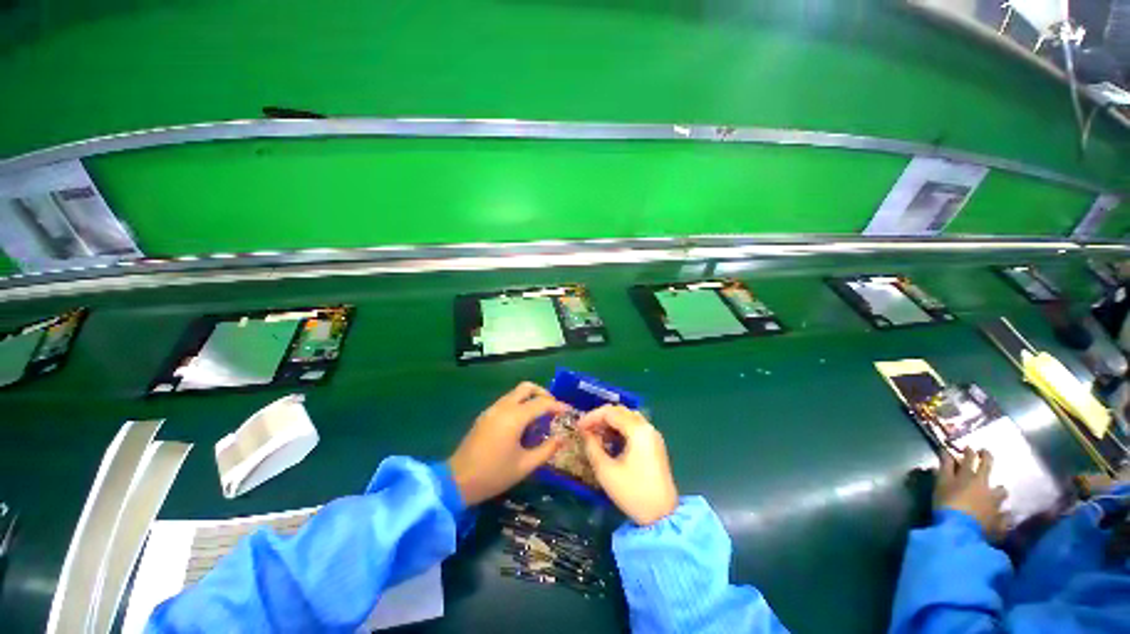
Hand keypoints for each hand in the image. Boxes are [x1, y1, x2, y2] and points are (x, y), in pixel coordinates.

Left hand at [448, 382, 568, 504]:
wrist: (456, 481)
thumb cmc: (494, 474)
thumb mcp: (525, 465)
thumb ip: (547, 449)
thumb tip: (562, 438)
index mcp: (515, 417)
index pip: (542, 403)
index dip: (557, 405)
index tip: (568, 411)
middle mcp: (503, 407)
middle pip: (527, 387)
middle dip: (543, 393)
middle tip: (552, 408)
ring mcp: (492, 409)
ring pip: (515, 393)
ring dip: (530, 398)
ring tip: (539, 417)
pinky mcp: (485, 415)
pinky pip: (507, 401)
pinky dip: (519, 404)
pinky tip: (522, 423)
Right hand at [577, 405, 678, 525]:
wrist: (662, 516)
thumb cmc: (633, 493)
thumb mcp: (606, 471)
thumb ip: (592, 447)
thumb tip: (585, 433)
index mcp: (638, 431)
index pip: (611, 412)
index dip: (592, 416)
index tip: (578, 427)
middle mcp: (647, 427)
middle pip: (621, 411)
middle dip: (601, 417)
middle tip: (585, 429)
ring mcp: (653, 435)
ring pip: (628, 417)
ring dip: (610, 422)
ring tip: (595, 434)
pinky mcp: (654, 444)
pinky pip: (634, 426)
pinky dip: (620, 428)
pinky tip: (609, 440)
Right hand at [935, 449, 1007, 538]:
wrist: (960, 531)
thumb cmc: (947, 504)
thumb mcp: (941, 484)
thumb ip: (944, 468)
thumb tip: (945, 451)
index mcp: (970, 476)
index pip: (971, 458)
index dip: (970, 451)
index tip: (969, 447)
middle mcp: (986, 486)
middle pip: (988, 468)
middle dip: (987, 458)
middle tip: (985, 453)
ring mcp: (995, 502)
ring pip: (1002, 491)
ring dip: (999, 490)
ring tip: (997, 492)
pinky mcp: (999, 519)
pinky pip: (1005, 515)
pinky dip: (1004, 514)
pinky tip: (1003, 516)